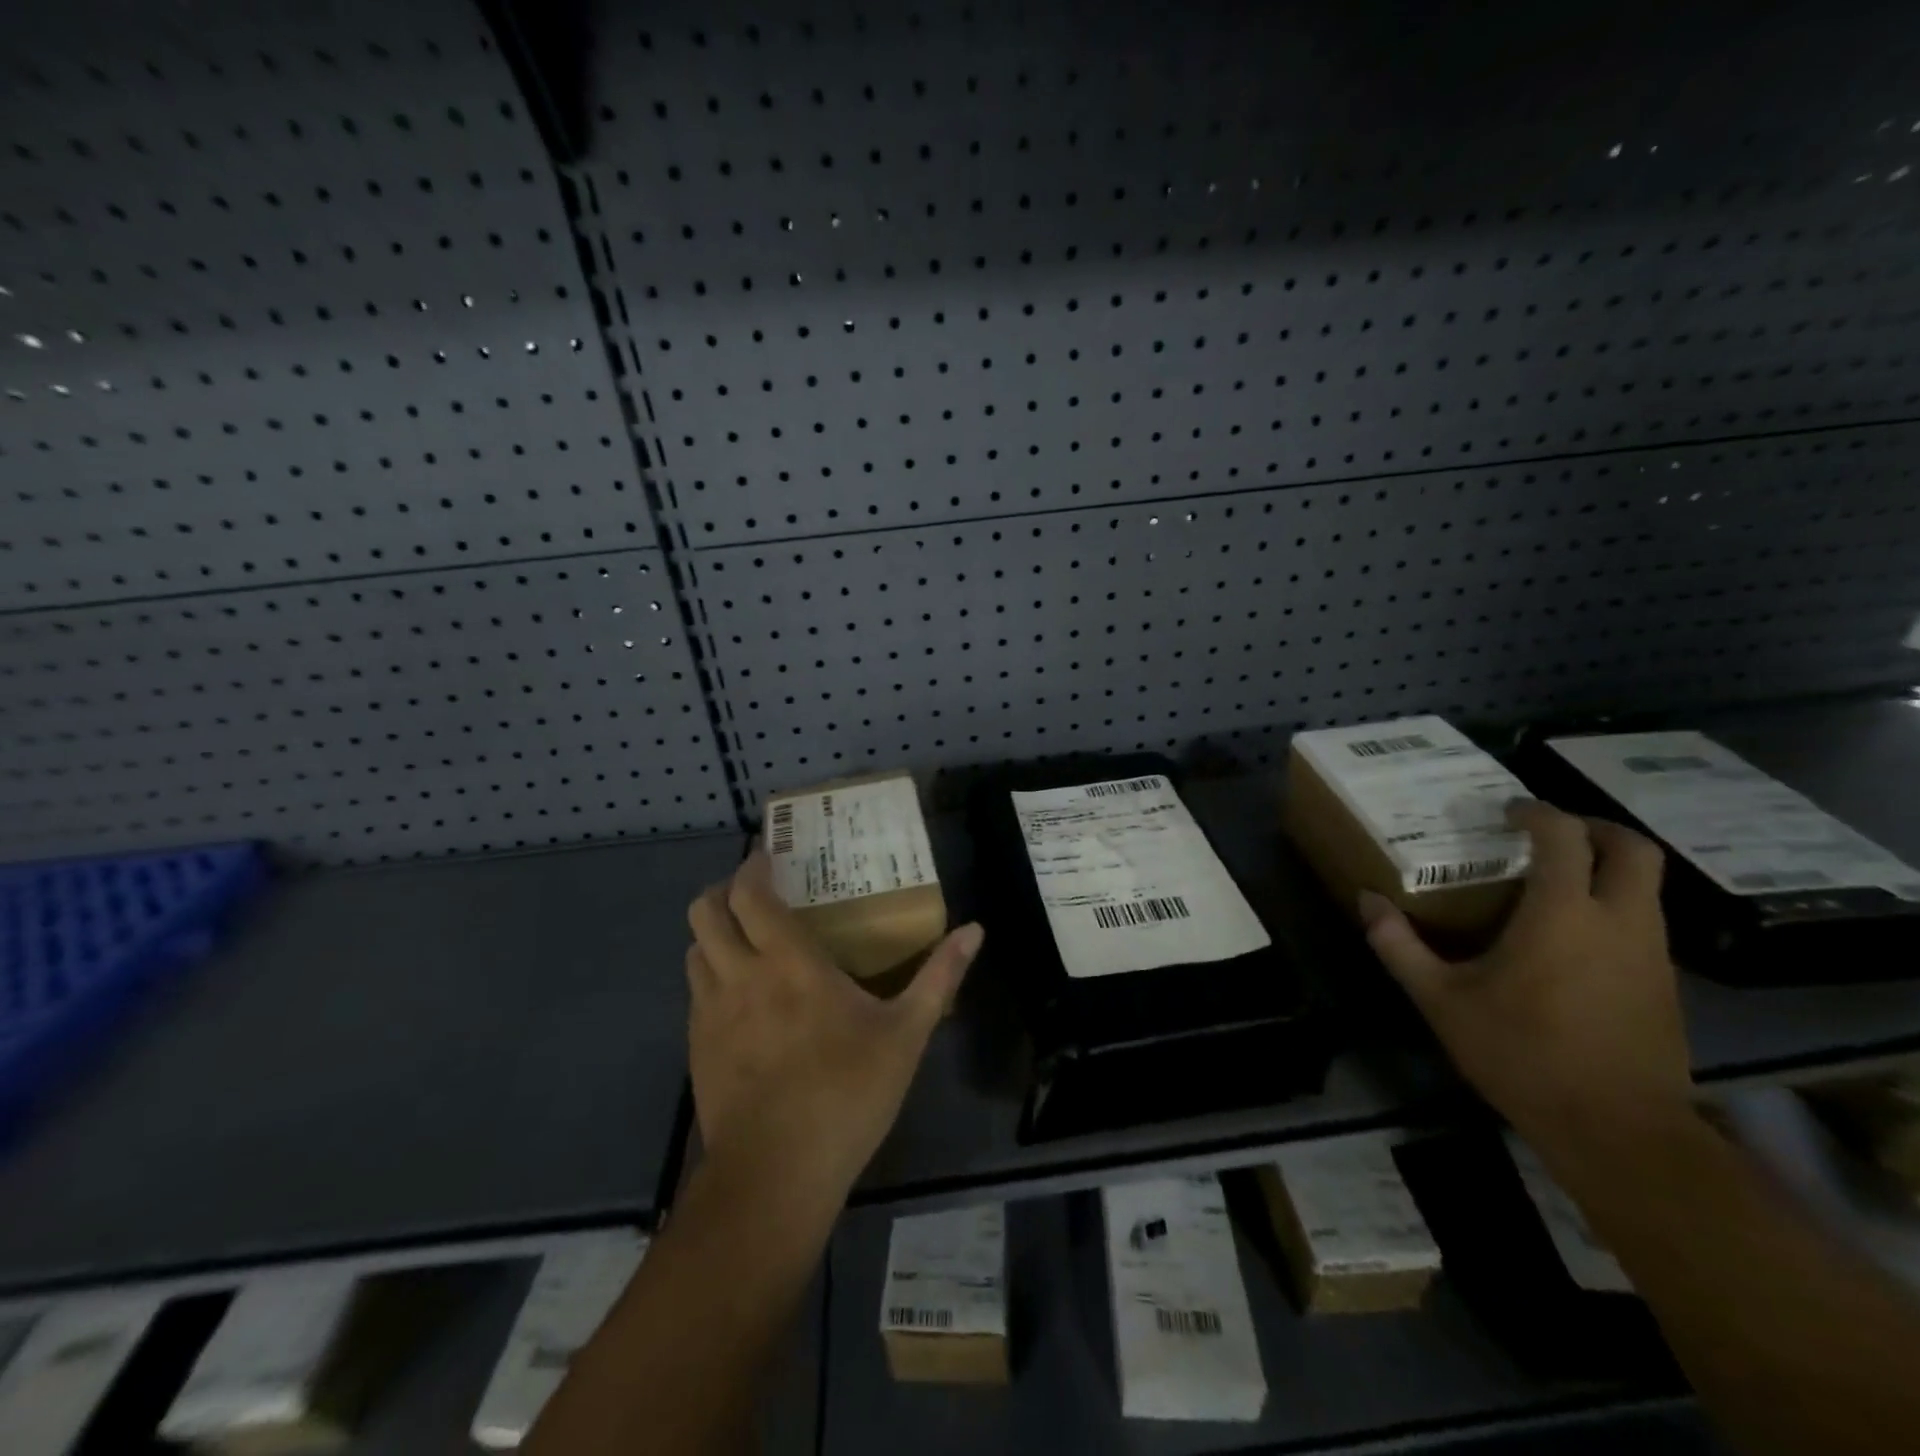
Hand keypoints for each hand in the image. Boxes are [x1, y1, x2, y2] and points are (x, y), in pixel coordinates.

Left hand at [686, 850, 983, 1212]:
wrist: (776, 1175)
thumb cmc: (847, 1093)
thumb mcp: (907, 1034)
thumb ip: (939, 977)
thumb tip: (975, 930)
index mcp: (788, 962)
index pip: (750, 895)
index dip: (752, 867)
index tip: (768, 856)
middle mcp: (739, 975)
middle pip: (704, 911)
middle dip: (721, 891)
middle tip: (752, 893)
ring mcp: (710, 1013)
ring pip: (694, 950)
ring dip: (714, 933)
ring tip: (745, 940)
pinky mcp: (696, 1049)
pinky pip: (695, 992)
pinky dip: (711, 976)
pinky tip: (741, 999)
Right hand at [1359, 800, 1694, 1161]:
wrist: (1617, 1130)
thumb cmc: (1521, 1053)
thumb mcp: (1441, 999)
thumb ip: (1399, 945)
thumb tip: (1366, 901)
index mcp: (1563, 914)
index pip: (1564, 837)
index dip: (1537, 813)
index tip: (1508, 810)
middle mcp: (1619, 922)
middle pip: (1634, 850)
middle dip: (1596, 828)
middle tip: (1551, 833)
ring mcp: (1652, 955)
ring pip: (1646, 888)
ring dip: (1608, 870)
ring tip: (1556, 883)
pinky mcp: (1666, 986)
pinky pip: (1645, 924)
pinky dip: (1615, 908)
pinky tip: (1575, 938)